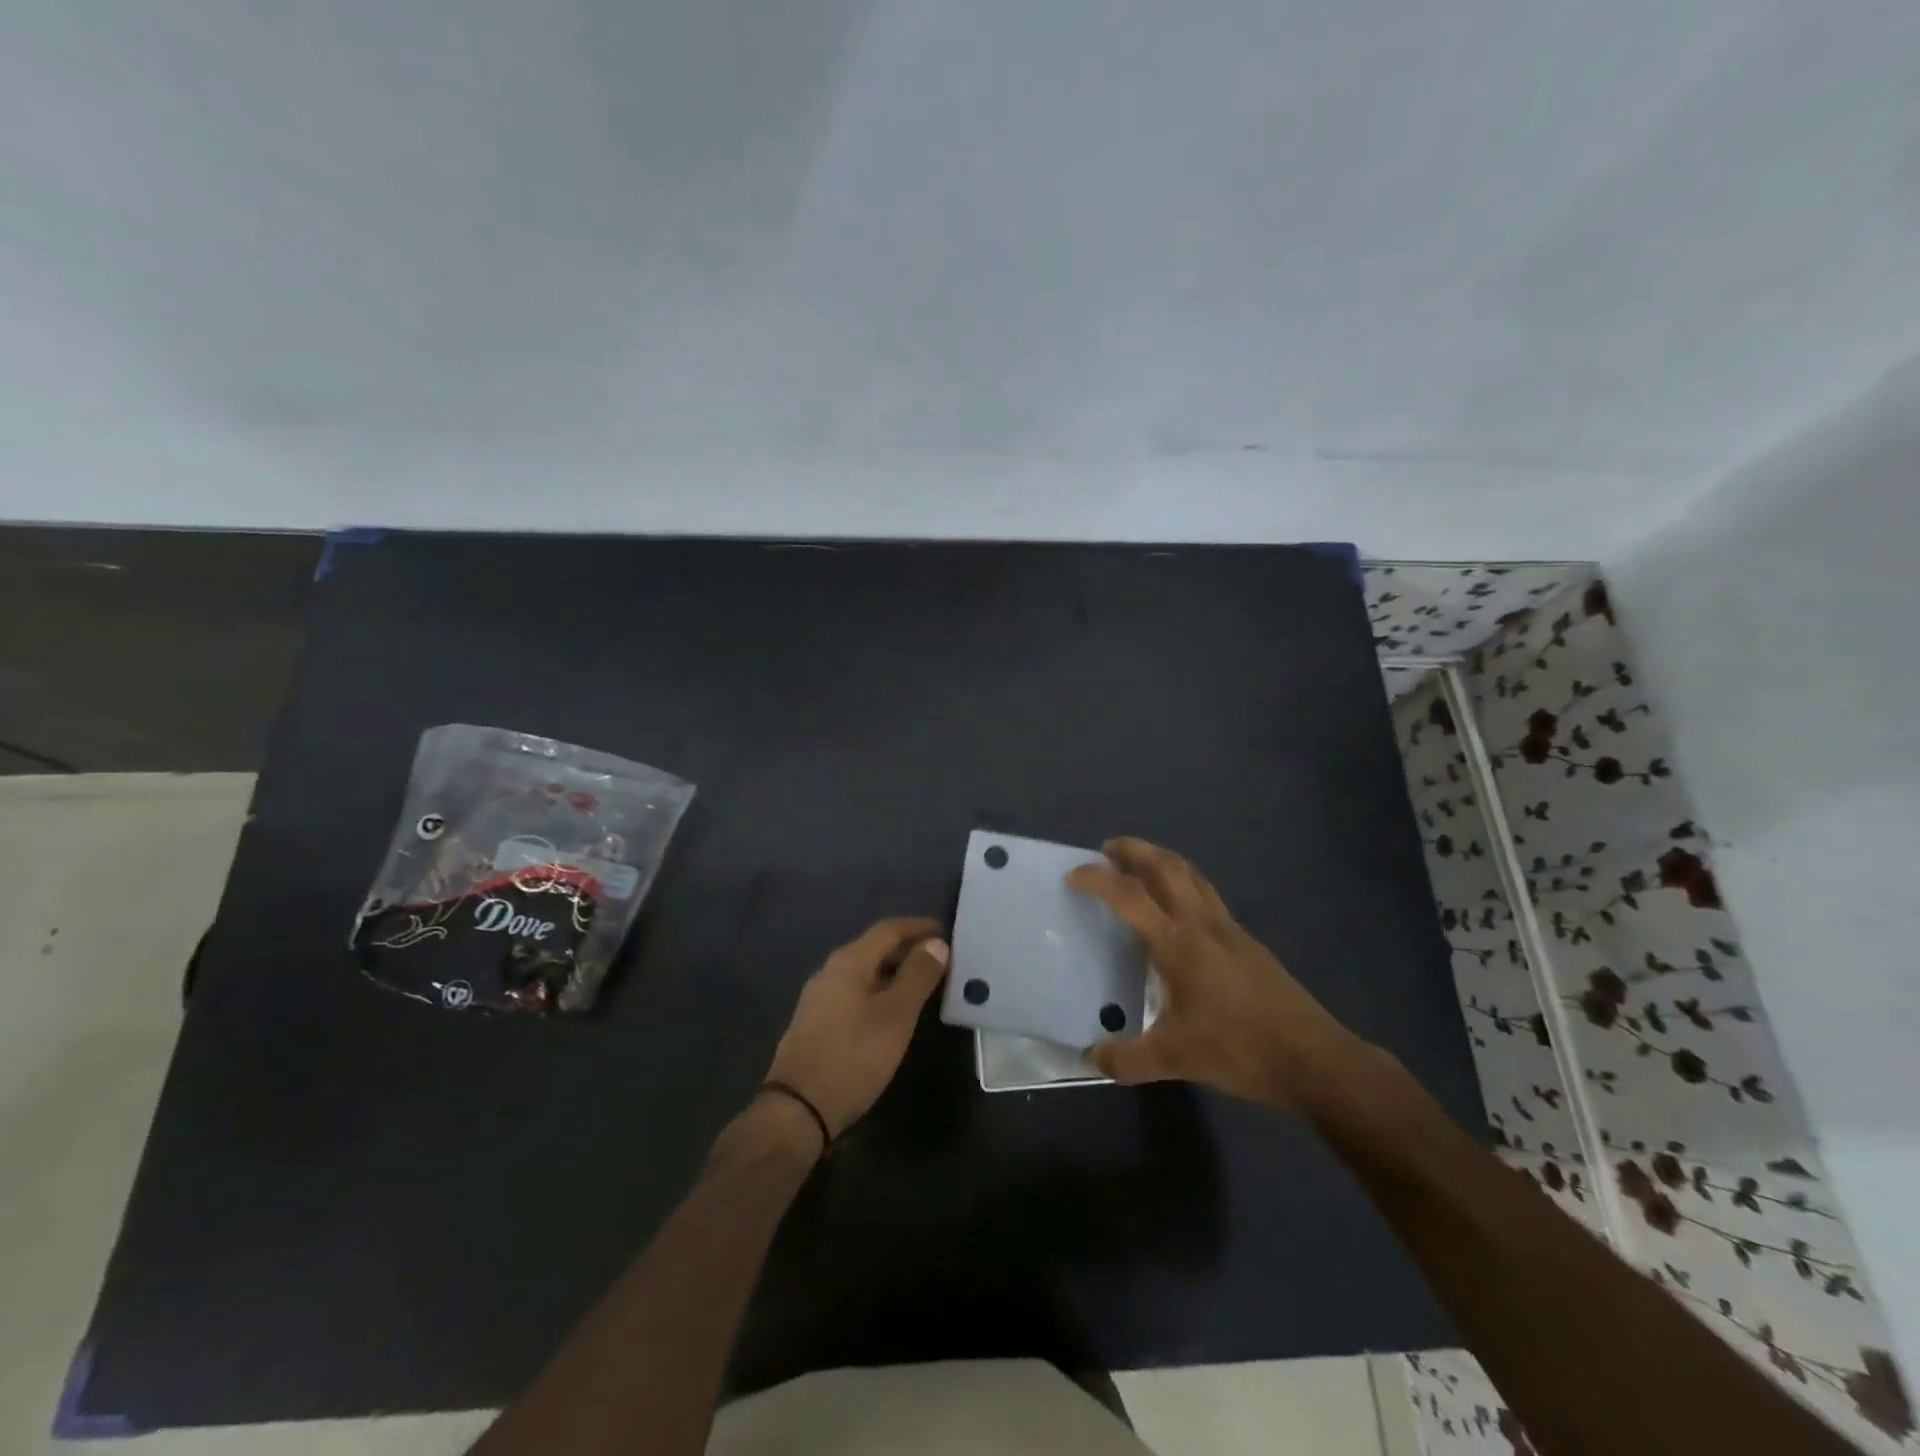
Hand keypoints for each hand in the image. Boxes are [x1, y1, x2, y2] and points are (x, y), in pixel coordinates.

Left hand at [765, 917, 948, 1139]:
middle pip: (874, 947)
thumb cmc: (853, 1056)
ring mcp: (820, 997)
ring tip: (924, 984)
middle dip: (908, 949)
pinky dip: (879, 990)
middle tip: (941, 960)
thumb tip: (936, 943)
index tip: (947, 932)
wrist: (797, 1110)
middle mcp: (830, 970)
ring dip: (894, 971)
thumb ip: (917, 976)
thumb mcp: (895, 1016)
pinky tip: (893, 1011)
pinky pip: (855, 991)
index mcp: (849, 961)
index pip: (888, 928)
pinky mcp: (816, 1021)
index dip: (919, 927)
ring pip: (865, 971)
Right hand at [1067, 838, 1368, 1108]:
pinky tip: (1177, 911)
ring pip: (1192, 875)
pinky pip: (1207, 895)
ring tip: (1139, 866)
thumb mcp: (1175, 1060)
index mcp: (1179, 944)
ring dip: (1162, 860)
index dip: (1098, 879)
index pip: (1130, 896)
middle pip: (1167, 866)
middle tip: (1109, 849)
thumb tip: (1091, 1057)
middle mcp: (1203, 924)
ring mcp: (1229, 929)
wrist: (1313, 1058)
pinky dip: (1183, 884)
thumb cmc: (1239, 1050)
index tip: (1074, 874)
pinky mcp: (1246, 942)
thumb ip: (1128, 1059)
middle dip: (1135, 850)